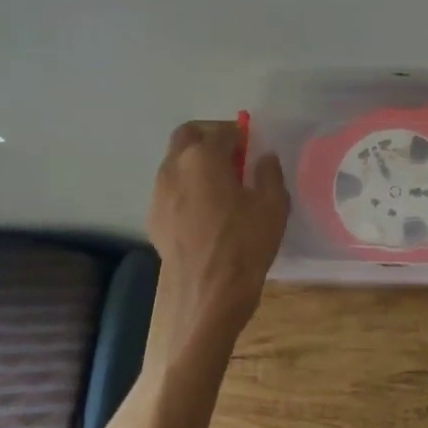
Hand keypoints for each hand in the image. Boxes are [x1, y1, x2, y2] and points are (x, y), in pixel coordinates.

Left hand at [145, 120, 289, 358]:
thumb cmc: (244, 245)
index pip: (222, 131)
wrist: (207, 297)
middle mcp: (174, 168)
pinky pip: (171, 190)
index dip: (240, 135)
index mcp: (203, 157)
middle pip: (188, 136)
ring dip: (197, 164)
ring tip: (223, 187)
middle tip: (234, 158)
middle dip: (210, 139)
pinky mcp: (154, 220)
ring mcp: (159, 194)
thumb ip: (269, 173)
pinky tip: (207, 213)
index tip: (254, 149)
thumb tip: (263, 158)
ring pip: (176, 163)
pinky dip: (187, 188)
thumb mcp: (273, 205)